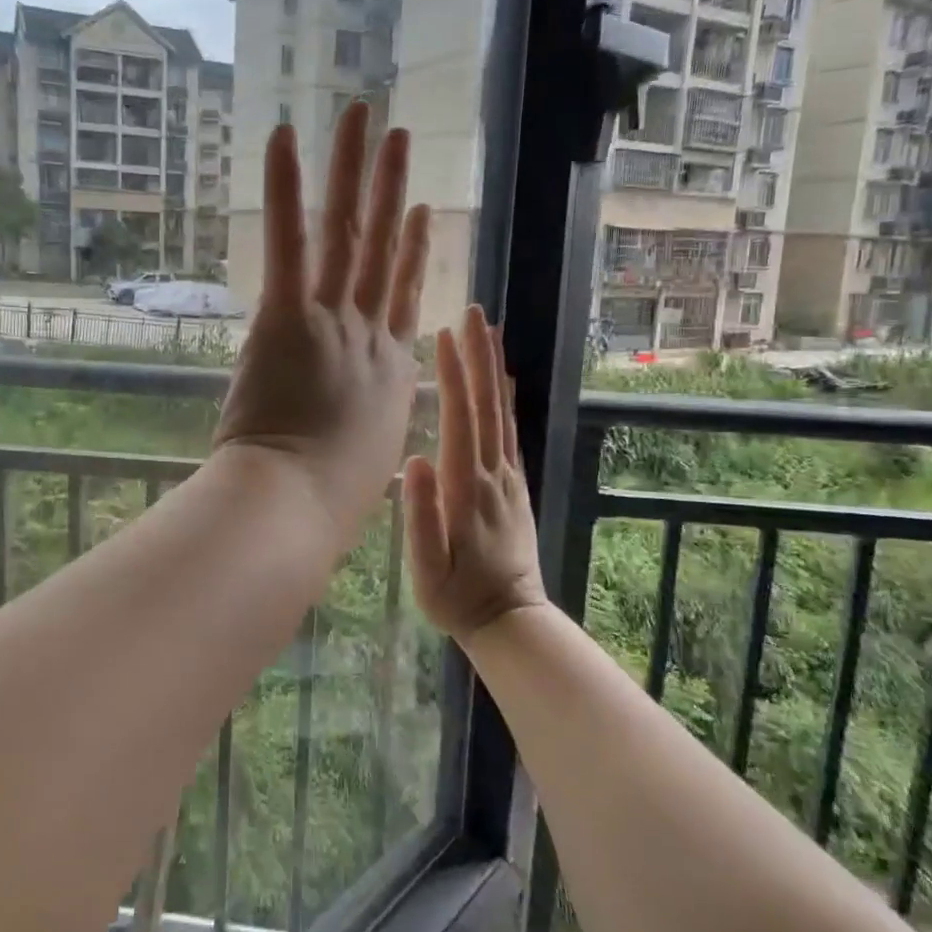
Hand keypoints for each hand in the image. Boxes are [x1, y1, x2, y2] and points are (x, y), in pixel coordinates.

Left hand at [213, 102, 430, 548]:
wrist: (297, 505)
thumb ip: (361, 427)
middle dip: (391, 188)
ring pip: (348, 232)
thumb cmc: (329, 499)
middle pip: (383, 249)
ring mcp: (333, 321)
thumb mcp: (363, 459)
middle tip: (399, 138)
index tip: (419, 213)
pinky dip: (286, 187)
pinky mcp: (288, 316)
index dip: (412, 251)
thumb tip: (352, 426)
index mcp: (390, 371)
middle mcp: (370, 335)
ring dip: (354, 169)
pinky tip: (286, 136)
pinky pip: (290, 241)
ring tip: (363, 118)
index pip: (403, 297)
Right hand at [404, 306, 547, 643]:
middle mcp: (493, 474)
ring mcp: (508, 478)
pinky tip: (503, 380)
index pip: (460, 420)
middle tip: (474, 312)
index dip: (454, 377)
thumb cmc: (457, 596)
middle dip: (479, 356)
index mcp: (466, 489)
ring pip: (502, 412)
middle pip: (487, 405)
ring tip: (489, 331)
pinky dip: (506, 399)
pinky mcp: (515, 485)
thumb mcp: (428, 569)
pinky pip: (511, 432)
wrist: (509, 619)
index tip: (445, 336)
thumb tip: (416, 459)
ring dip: (495, 368)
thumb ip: (423, 516)